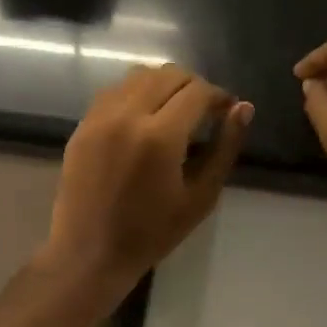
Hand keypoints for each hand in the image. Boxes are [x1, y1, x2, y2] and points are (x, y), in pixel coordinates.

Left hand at [41, 65, 252, 296]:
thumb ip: (225, 148)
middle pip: (169, 74)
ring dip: (164, 84)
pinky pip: (115, 91)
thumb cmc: (153, 232)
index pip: (198, 91)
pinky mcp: (83, 124)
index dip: (219, 96)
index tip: (227, 110)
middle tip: (205, 111)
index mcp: (160, 136)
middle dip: (194, 86)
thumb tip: (243, 108)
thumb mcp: (201, 196)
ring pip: (139, 75)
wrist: (90, 252)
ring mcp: (100, 117)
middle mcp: (127, 115)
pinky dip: (137, 93)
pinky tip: (145, 118)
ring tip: (175, 111)